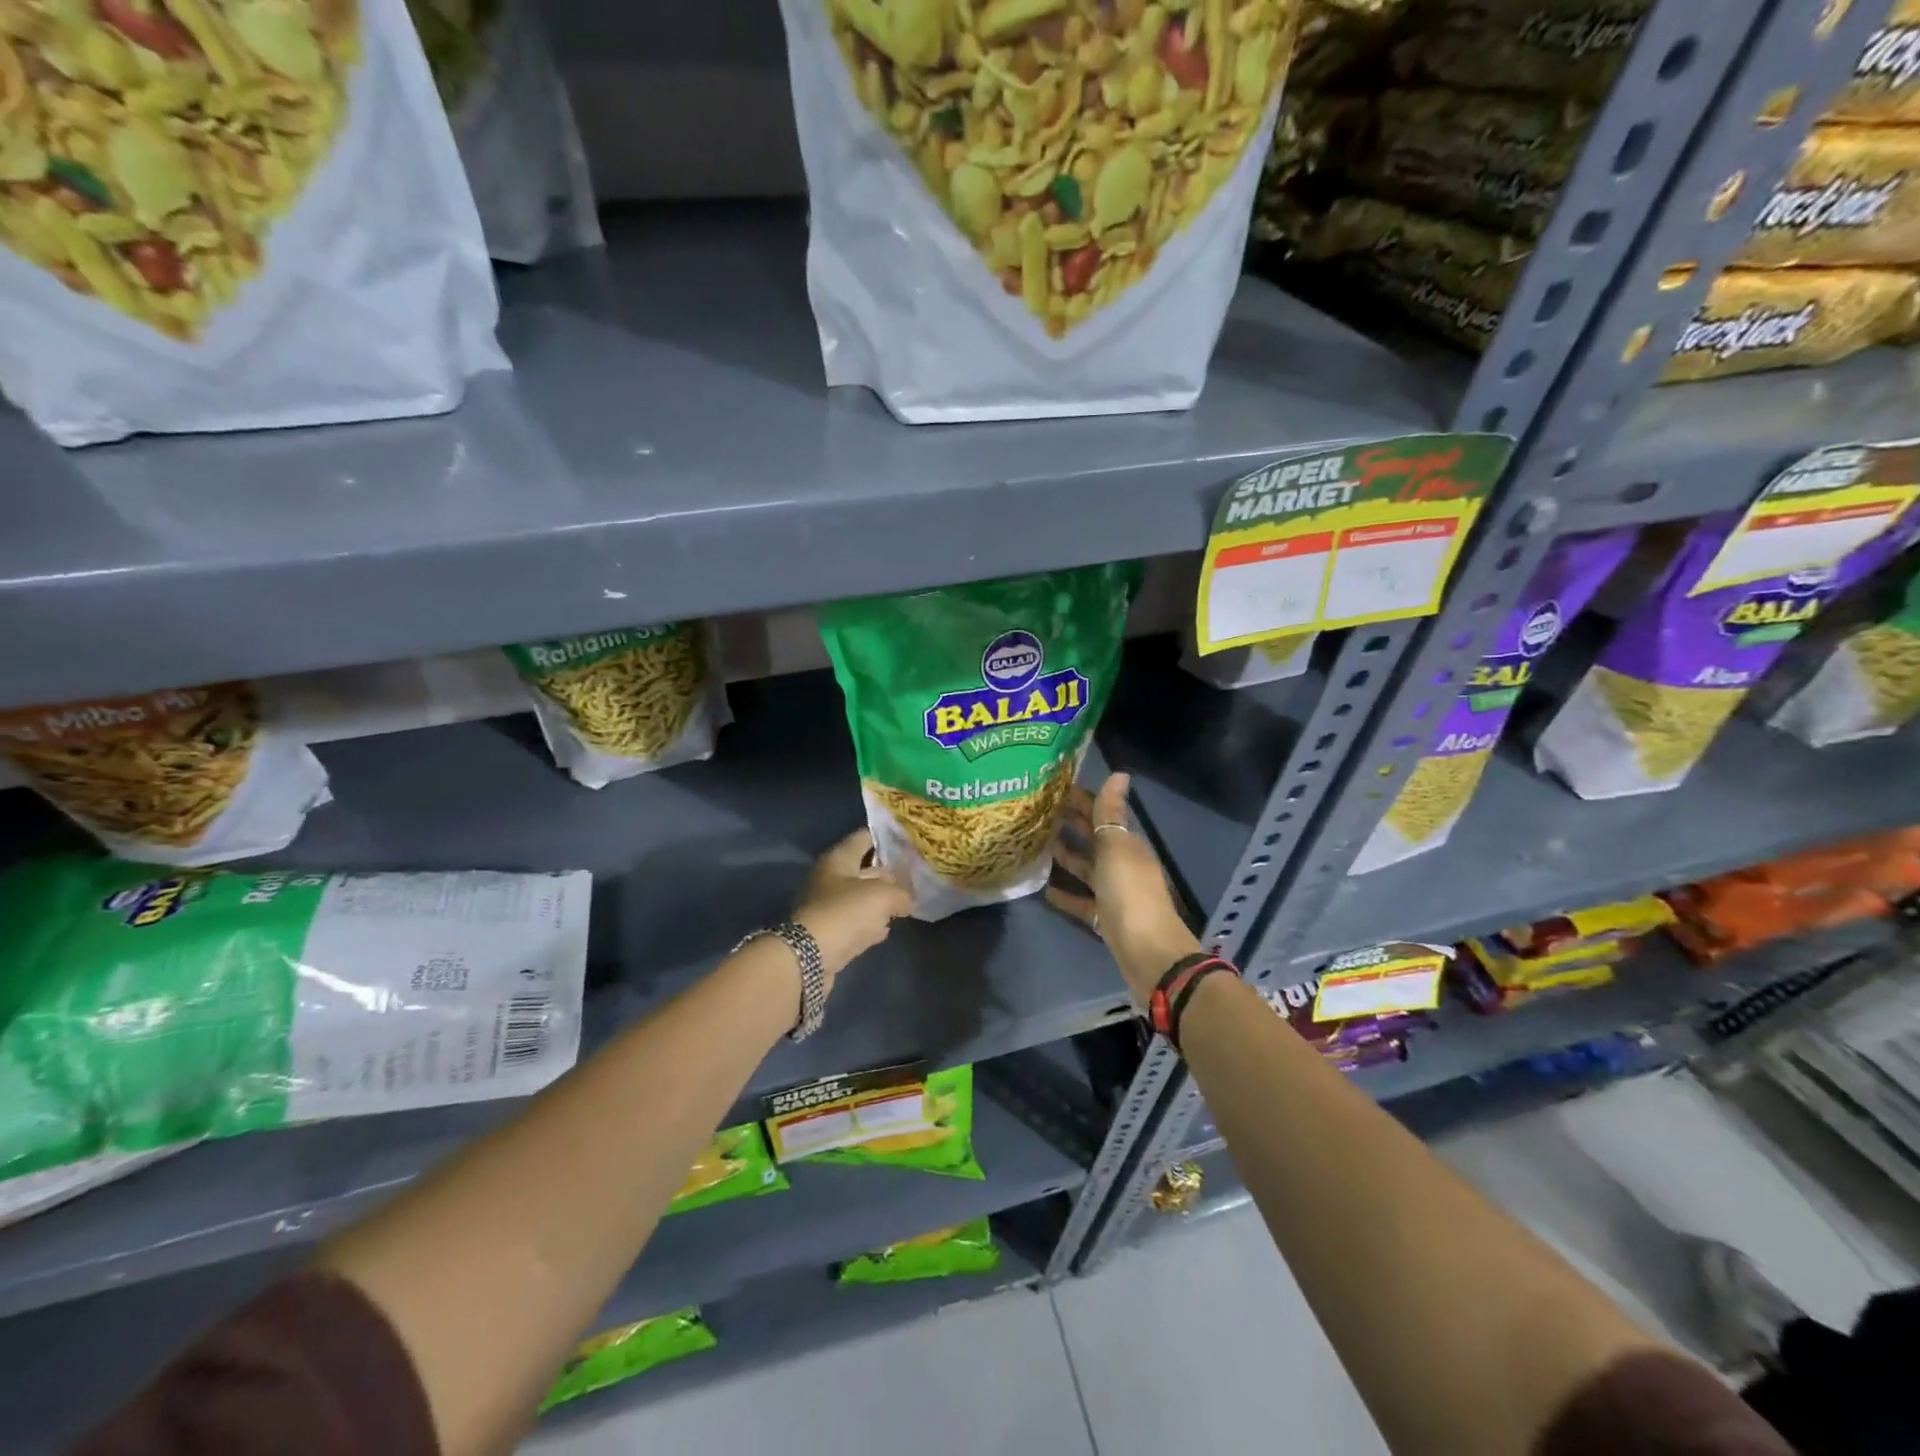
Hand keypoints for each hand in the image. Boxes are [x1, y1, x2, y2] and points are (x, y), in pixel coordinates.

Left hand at [794, 828, 913, 981]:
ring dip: (879, 900)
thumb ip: (901, 893)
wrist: (810, 957)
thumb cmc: (846, 912)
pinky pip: (853, 921)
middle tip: (912, 875)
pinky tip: (885, 928)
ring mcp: (826, 905)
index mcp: (838, 858)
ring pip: (859, 896)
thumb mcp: (883, 896)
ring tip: (904, 902)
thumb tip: (907, 900)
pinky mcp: (828, 931)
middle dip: (887, 872)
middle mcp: (829, 877)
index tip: (908, 840)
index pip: (864, 837)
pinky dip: (868, 923)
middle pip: (863, 868)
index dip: (886, 837)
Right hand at [1046, 773, 1198, 1006]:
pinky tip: (1044, 889)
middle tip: (1036, 812)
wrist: (1148, 952)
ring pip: (1085, 868)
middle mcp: (1122, 864)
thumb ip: (1111, 814)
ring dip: (1065, 856)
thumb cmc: (1130, 893)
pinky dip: (1065, 894)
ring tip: (1036, 844)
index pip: (1102, 814)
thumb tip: (1120, 773)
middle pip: (1093, 839)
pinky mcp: (1104, 918)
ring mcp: (1113, 893)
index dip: (1081, 800)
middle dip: (1069, 824)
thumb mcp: (1117, 847)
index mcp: (1127, 844)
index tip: (1051, 788)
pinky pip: (1081, 901)